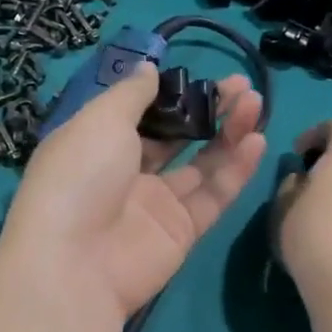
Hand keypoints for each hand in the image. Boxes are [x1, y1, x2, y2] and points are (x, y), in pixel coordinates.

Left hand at [0, 63, 265, 319]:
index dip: (170, 94)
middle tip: (241, 86)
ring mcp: (154, 204)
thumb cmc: (80, 176)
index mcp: (97, 144)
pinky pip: (213, 195)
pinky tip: (256, 140)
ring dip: (229, 133)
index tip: (200, 75)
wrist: (75, 263)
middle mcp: (125, 173)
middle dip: (207, 110)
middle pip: (175, 137)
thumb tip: (149, 68)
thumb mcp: (100, 119)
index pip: (139, 114)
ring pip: (201, 164)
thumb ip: (131, 93)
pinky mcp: (181, 232)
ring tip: (255, 103)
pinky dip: (235, 169)